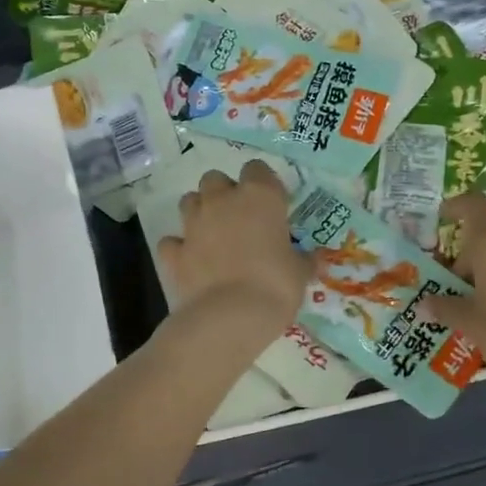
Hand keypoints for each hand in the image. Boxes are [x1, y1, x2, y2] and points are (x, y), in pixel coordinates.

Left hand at [158, 161, 311, 348]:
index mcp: (259, 196)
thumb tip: (313, 258)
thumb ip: (303, 260)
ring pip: (189, 201)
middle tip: (240, 218)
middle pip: (215, 179)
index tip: (272, 205)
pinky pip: (172, 241)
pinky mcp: (174, 252)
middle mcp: (222, 201)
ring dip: (200, 212)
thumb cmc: (275, 285)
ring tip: (214, 235)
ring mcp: (193, 224)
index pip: (257, 169)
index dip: (263, 184)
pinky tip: (191, 260)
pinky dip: (180, 247)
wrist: (230, 316)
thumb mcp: (300, 273)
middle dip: (224, 193)